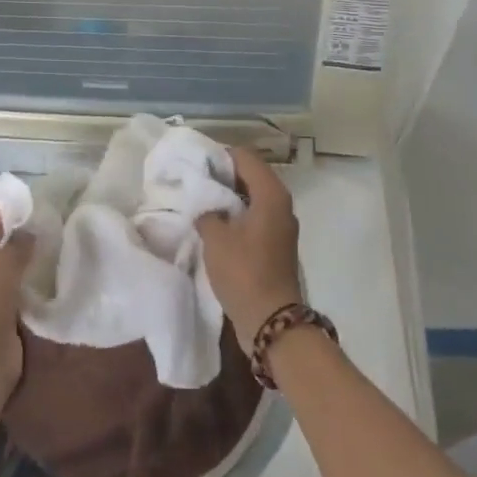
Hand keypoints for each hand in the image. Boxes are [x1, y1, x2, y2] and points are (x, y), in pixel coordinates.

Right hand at [197, 147, 303, 354]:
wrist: (271, 321)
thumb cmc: (243, 272)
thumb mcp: (216, 237)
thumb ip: (207, 211)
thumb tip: (206, 205)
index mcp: (271, 194)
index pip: (245, 157)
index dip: (219, 156)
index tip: (195, 164)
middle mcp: (281, 203)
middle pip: (251, 175)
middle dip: (223, 176)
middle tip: (195, 181)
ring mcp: (281, 225)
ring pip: (253, 196)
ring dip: (229, 196)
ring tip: (202, 201)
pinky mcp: (277, 243)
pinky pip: (255, 216)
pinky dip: (237, 214)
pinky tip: (215, 224)